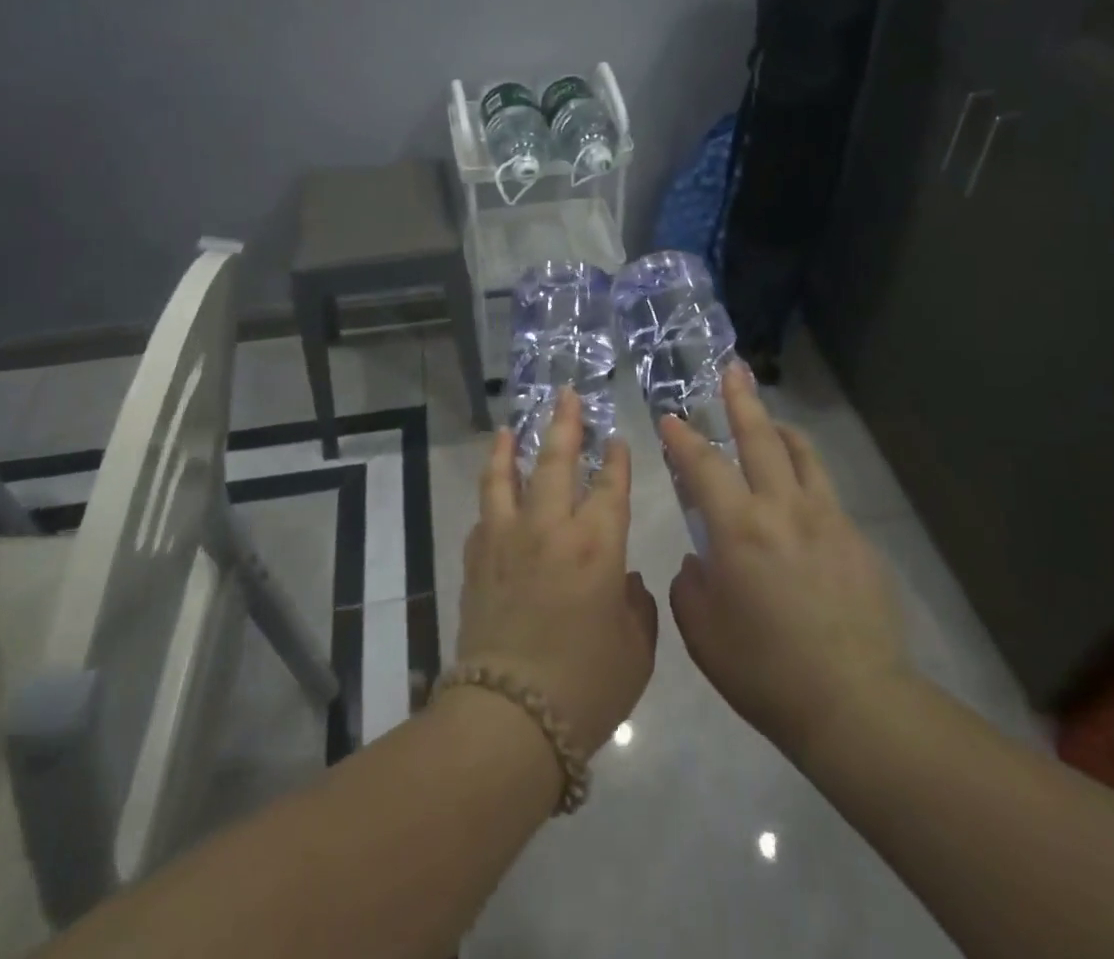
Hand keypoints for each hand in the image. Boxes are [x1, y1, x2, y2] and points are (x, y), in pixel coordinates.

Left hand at [456, 389, 659, 756]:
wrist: (509, 718)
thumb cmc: (585, 686)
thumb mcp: (635, 649)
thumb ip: (636, 604)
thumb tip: (621, 578)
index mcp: (597, 545)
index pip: (609, 486)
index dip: (615, 459)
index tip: (615, 438)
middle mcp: (550, 528)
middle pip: (555, 461)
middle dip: (564, 424)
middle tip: (565, 395)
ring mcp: (507, 539)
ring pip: (505, 476)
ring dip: (509, 446)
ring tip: (509, 426)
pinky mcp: (477, 558)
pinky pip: (484, 513)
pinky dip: (490, 494)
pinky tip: (493, 489)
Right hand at [663, 364, 909, 763]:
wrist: (855, 704)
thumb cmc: (765, 671)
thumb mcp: (703, 632)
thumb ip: (691, 585)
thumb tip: (700, 560)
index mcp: (739, 528)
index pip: (704, 466)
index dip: (683, 437)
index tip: (670, 417)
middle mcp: (784, 508)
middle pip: (760, 438)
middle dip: (741, 400)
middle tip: (733, 369)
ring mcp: (827, 519)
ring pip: (803, 454)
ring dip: (780, 429)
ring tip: (769, 420)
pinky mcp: (856, 540)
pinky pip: (826, 493)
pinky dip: (805, 478)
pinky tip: (799, 502)